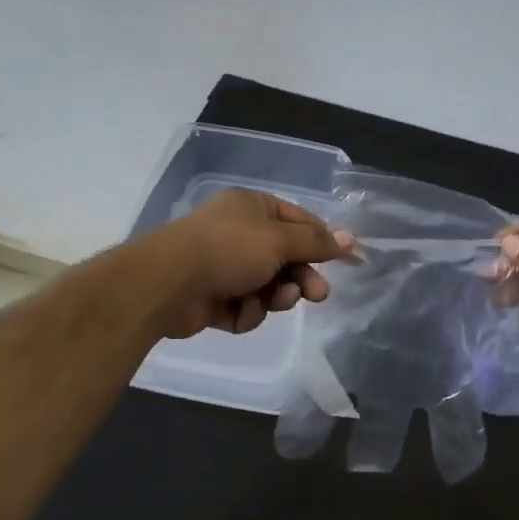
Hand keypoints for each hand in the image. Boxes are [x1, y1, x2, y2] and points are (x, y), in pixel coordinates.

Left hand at [147, 189, 351, 338]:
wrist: (167, 284)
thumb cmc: (228, 249)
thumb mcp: (280, 240)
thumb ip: (316, 242)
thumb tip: (351, 239)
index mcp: (252, 207)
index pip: (300, 221)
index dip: (325, 242)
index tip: (350, 261)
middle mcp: (238, 233)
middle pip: (286, 258)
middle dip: (301, 277)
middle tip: (317, 295)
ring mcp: (223, 266)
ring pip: (268, 286)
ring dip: (275, 296)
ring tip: (271, 301)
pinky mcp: (212, 298)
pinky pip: (245, 306)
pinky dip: (246, 311)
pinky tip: (237, 311)